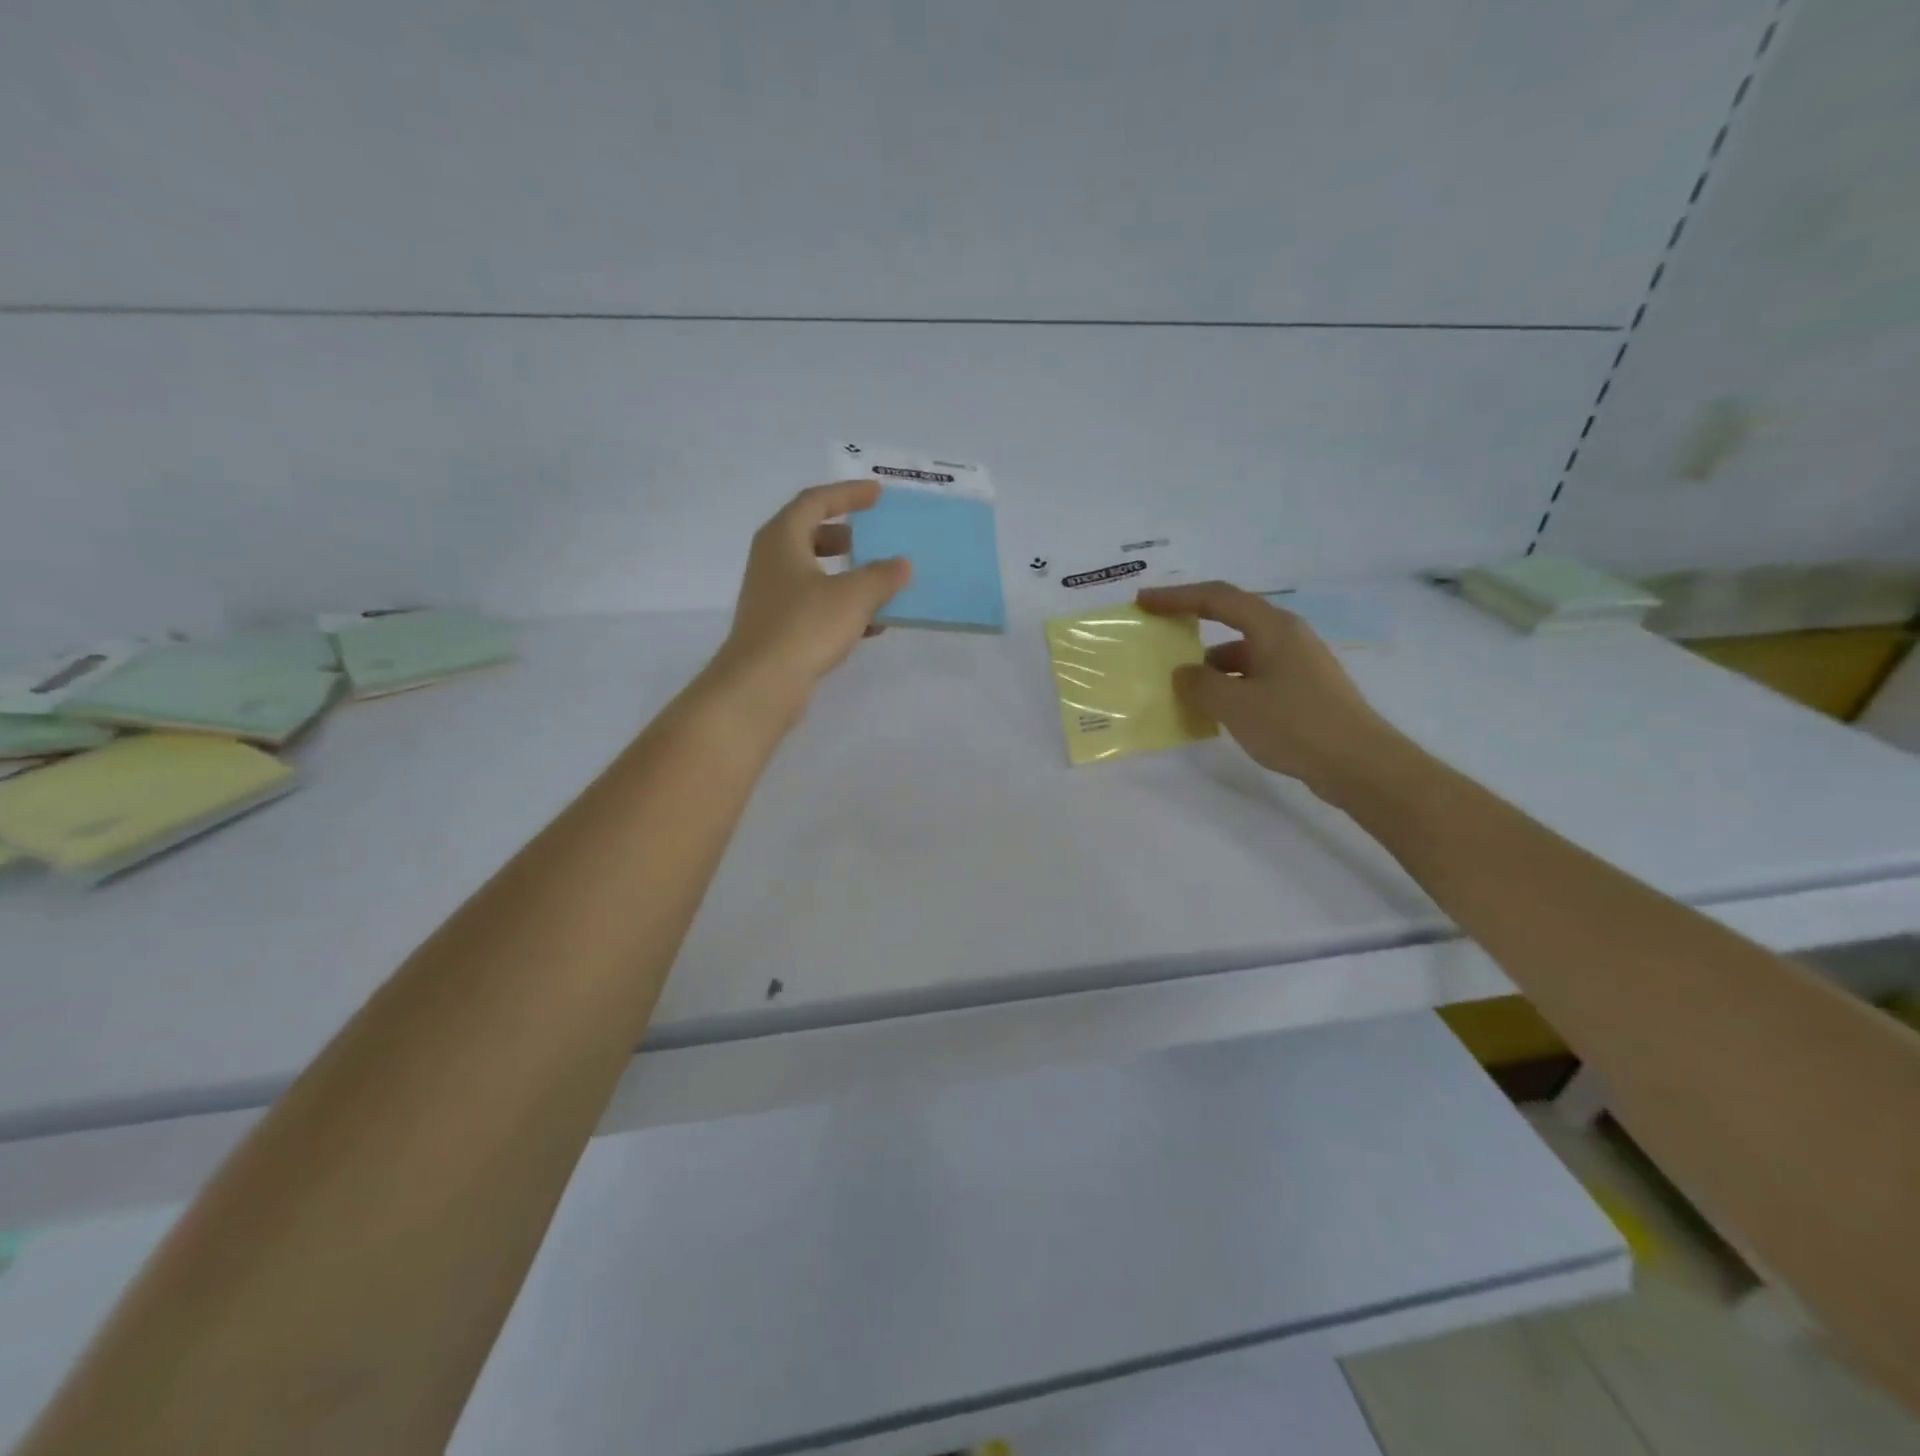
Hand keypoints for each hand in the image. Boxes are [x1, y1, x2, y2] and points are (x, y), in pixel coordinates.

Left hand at [709, 480, 909, 717]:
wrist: (761, 684)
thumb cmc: (805, 627)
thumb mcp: (854, 596)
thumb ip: (882, 576)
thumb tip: (902, 564)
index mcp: (782, 539)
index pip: (816, 501)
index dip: (848, 495)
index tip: (877, 495)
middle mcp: (771, 561)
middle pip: (809, 535)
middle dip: (844, 535)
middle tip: (873, 537)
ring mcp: (771, 597)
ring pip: (813, 574)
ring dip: (846, 574)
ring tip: (879, 582)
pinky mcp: (777, 628)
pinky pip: (814, 606)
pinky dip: (842, 606)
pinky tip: (871, 624)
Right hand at [1136, 581, 1403, 793]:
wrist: (1360, 764)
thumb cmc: (1295, 725)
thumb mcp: (1236, 705)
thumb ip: (1200, 684)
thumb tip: (1183, 673)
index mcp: (1272, 628)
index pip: (1217, 598)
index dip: (1176, 597)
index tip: (1144, 603)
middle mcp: (1287, 636)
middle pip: (1231, 620)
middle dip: (1192, 627)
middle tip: (1160, 637)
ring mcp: (1298, 663)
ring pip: (1243, 653)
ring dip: (1210, 665)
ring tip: (1183, 688)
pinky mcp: (1302, 689)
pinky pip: (1255, 676)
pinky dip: (1230, 685)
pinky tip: (1216, 710)